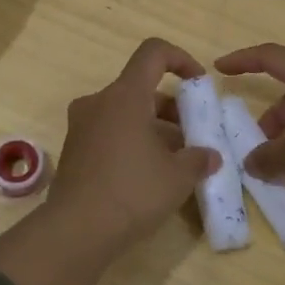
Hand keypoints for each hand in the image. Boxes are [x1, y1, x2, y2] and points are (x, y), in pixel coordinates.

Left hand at [45, 37, 222, 251]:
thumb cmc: (132, 192)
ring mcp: (82, 126)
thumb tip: (210, 156)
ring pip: (126, 113)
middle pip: (141, 88)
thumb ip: (198, 159)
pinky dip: (133, 142)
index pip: (153, 53)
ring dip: (154, 128)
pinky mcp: (74, 150)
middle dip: (172, 108)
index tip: (199, 84)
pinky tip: (150, 175)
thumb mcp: (178, 176)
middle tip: (194, 136)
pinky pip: (110, 132)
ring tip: (177, 161)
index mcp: (125, 95)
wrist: (76, 231)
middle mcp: (99, 102)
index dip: (181, 59)